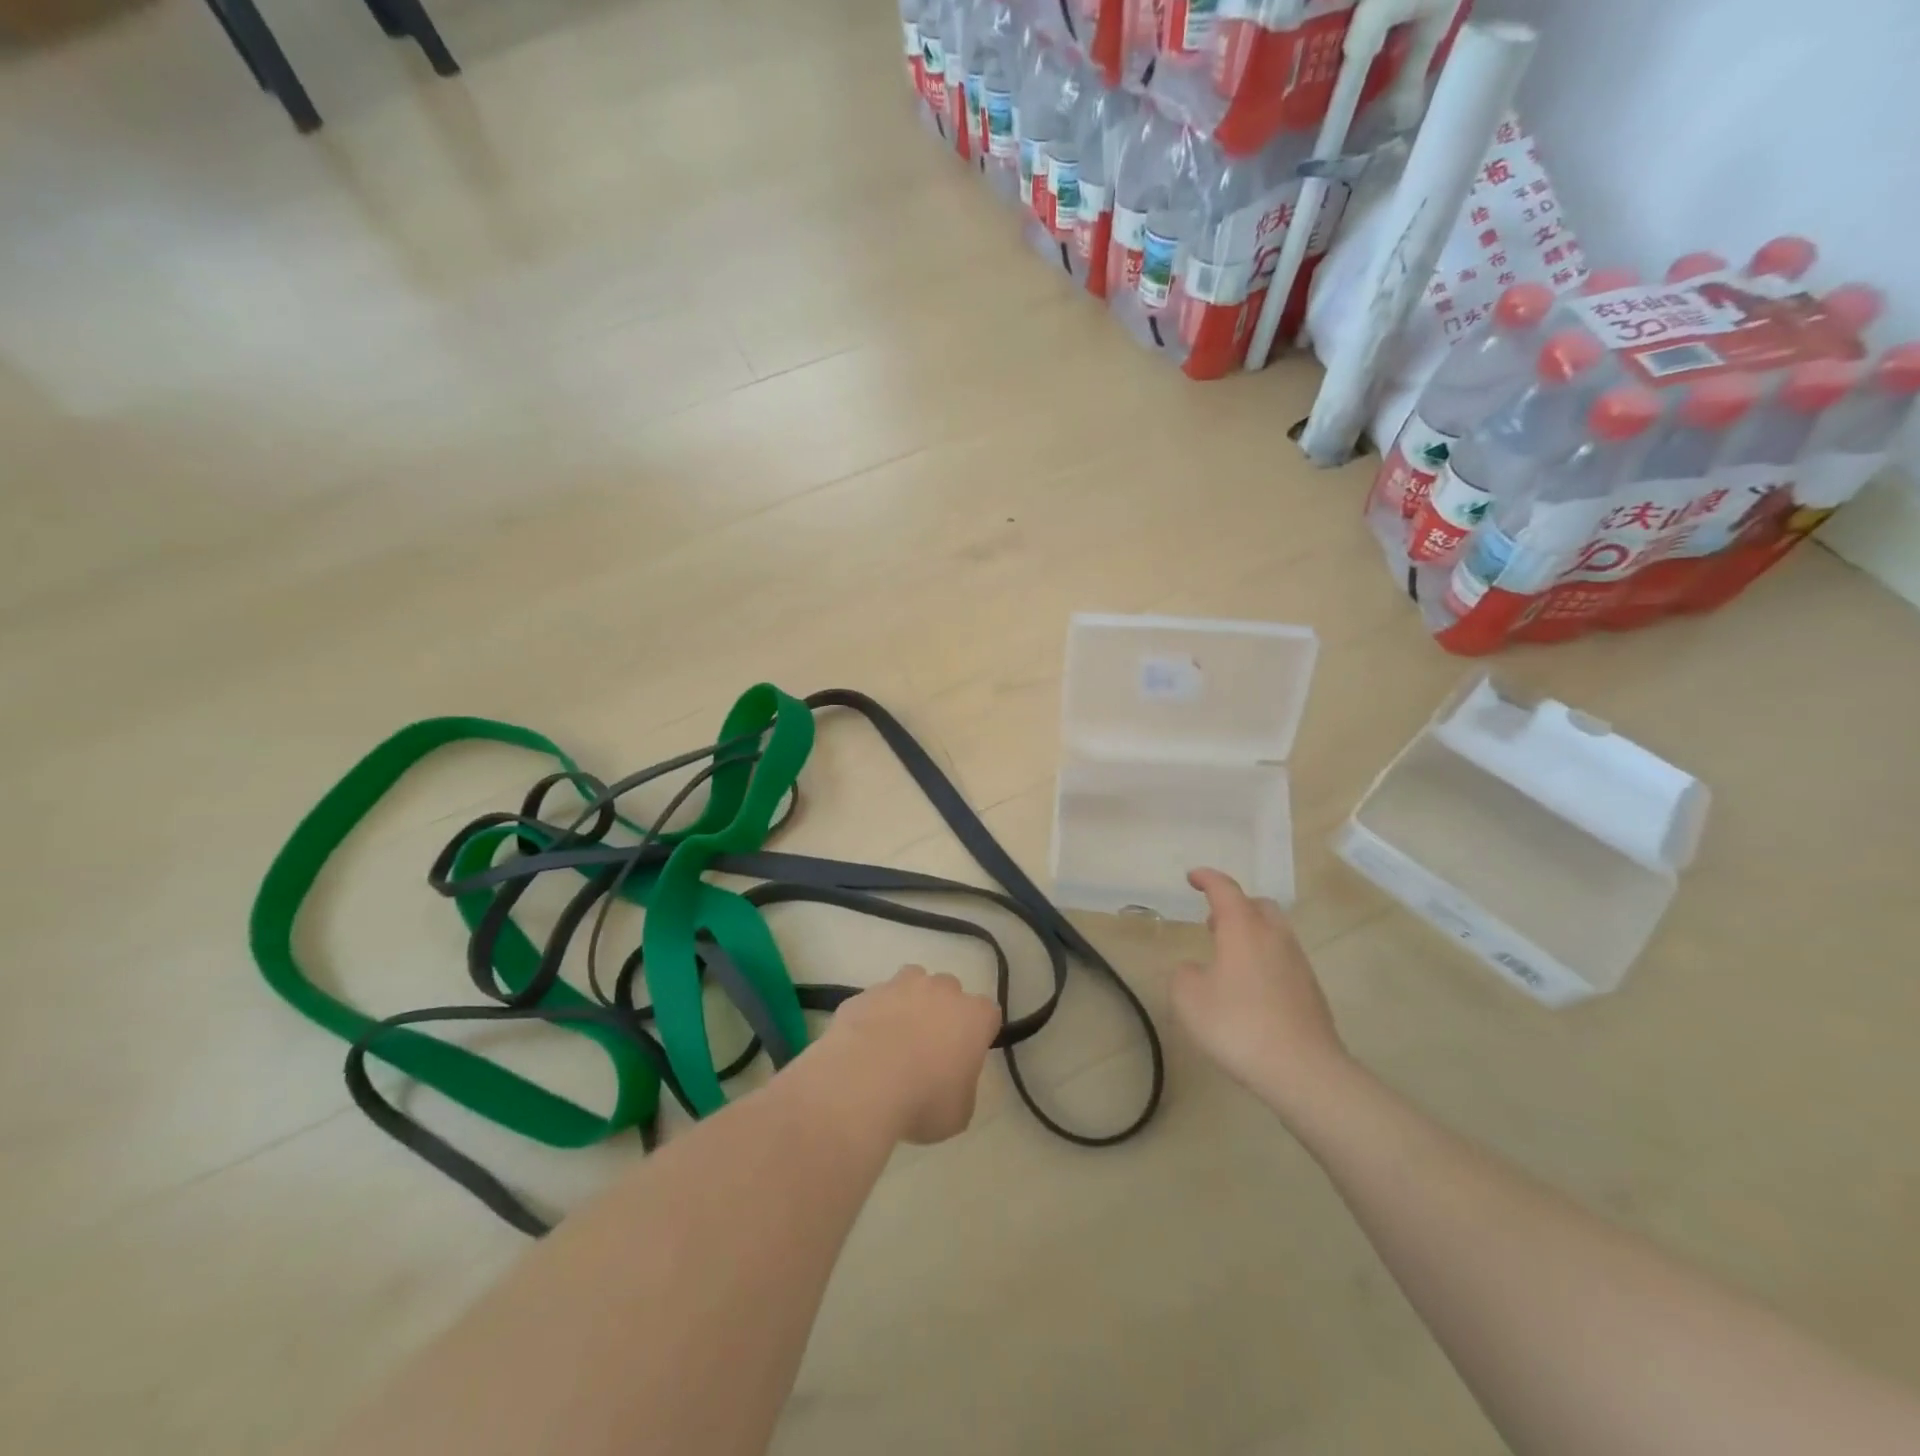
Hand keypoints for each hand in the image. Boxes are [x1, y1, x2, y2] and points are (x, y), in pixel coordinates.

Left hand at [811, 965, 1001, 1145]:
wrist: (862, 1083)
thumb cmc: (922, 1100)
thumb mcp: (958, 1113)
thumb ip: (962, 1088)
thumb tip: (950, 1082)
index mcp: (973, 1016)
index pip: (988, 1013)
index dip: (979, 1033)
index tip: (967, 1055)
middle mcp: (940, 990)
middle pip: (949, 990)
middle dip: (943, 1012)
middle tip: (930, 1048)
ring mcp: (899, 986)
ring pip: (912, 982)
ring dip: (909, 1002)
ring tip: (895, 1038)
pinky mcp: (865, 994)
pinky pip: (875, 1001)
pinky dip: (874, 1016)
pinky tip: (864, 1045)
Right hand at [1171, 868, 1346, 1107]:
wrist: (1304, 1071)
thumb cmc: (1238, 1025)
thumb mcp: (1189, 998)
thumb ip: (1184, 975)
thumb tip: (1194, 970)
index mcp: (1244, 928)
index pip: (1225, 889)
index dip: (1207, 879)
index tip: (1192, 877)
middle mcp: (1274, 937)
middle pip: (1258, 905)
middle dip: (1235, 906)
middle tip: (1213, 921)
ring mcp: (1298, 963)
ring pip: (1274, 932)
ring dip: (1251, 933)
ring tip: (1229, 956)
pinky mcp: (1310, 990)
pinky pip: (1283, 959)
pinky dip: (1264, 959)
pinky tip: (1250, 988)